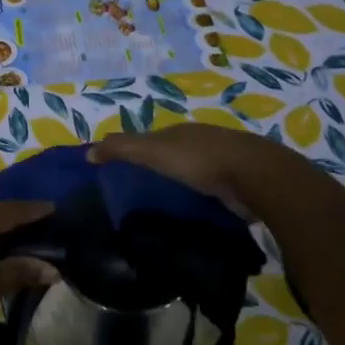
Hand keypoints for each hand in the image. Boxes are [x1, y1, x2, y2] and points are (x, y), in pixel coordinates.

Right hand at [88, 122, 332, 215]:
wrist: (257, 177)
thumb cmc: (200, 160)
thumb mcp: (153, 151)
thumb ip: (122, 149)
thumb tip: (87, 152)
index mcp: (180, 132)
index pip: (150, 139)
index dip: (133, 151)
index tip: (119, 170)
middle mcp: (201, 142)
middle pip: (173, 153)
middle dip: (158, 168)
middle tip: (138, 191)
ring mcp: (224, 163)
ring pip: (194, 173)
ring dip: (181, 184)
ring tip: (163, 206)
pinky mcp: (239, 185)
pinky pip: (211, 191)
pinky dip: (200, 198)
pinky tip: (193, 212)